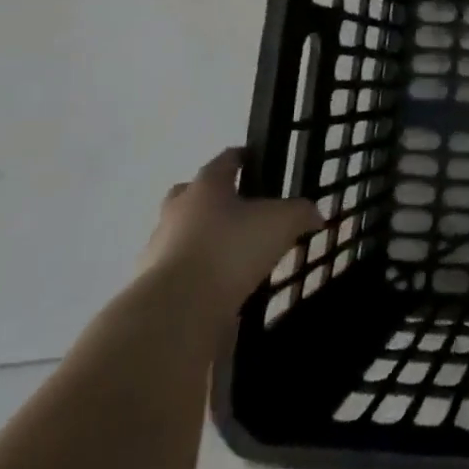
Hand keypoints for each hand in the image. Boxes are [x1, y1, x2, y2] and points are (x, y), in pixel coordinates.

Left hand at [137, 148, 322, 316]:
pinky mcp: (155, 286)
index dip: (243, 157)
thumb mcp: (284, 222)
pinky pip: (183, 270)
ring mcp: (159, 249)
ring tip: (239, 255)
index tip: (257, 160)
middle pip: (192, 195)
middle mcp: (177, 211)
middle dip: (215, 199)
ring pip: (184, 234)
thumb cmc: (232, 249)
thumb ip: (301, 212)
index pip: (225, 160)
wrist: (177, 310)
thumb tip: (313, 215)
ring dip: (206, 239)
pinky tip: (226, 287)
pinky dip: (202, 274)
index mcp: (206, 187)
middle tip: (243, 209)